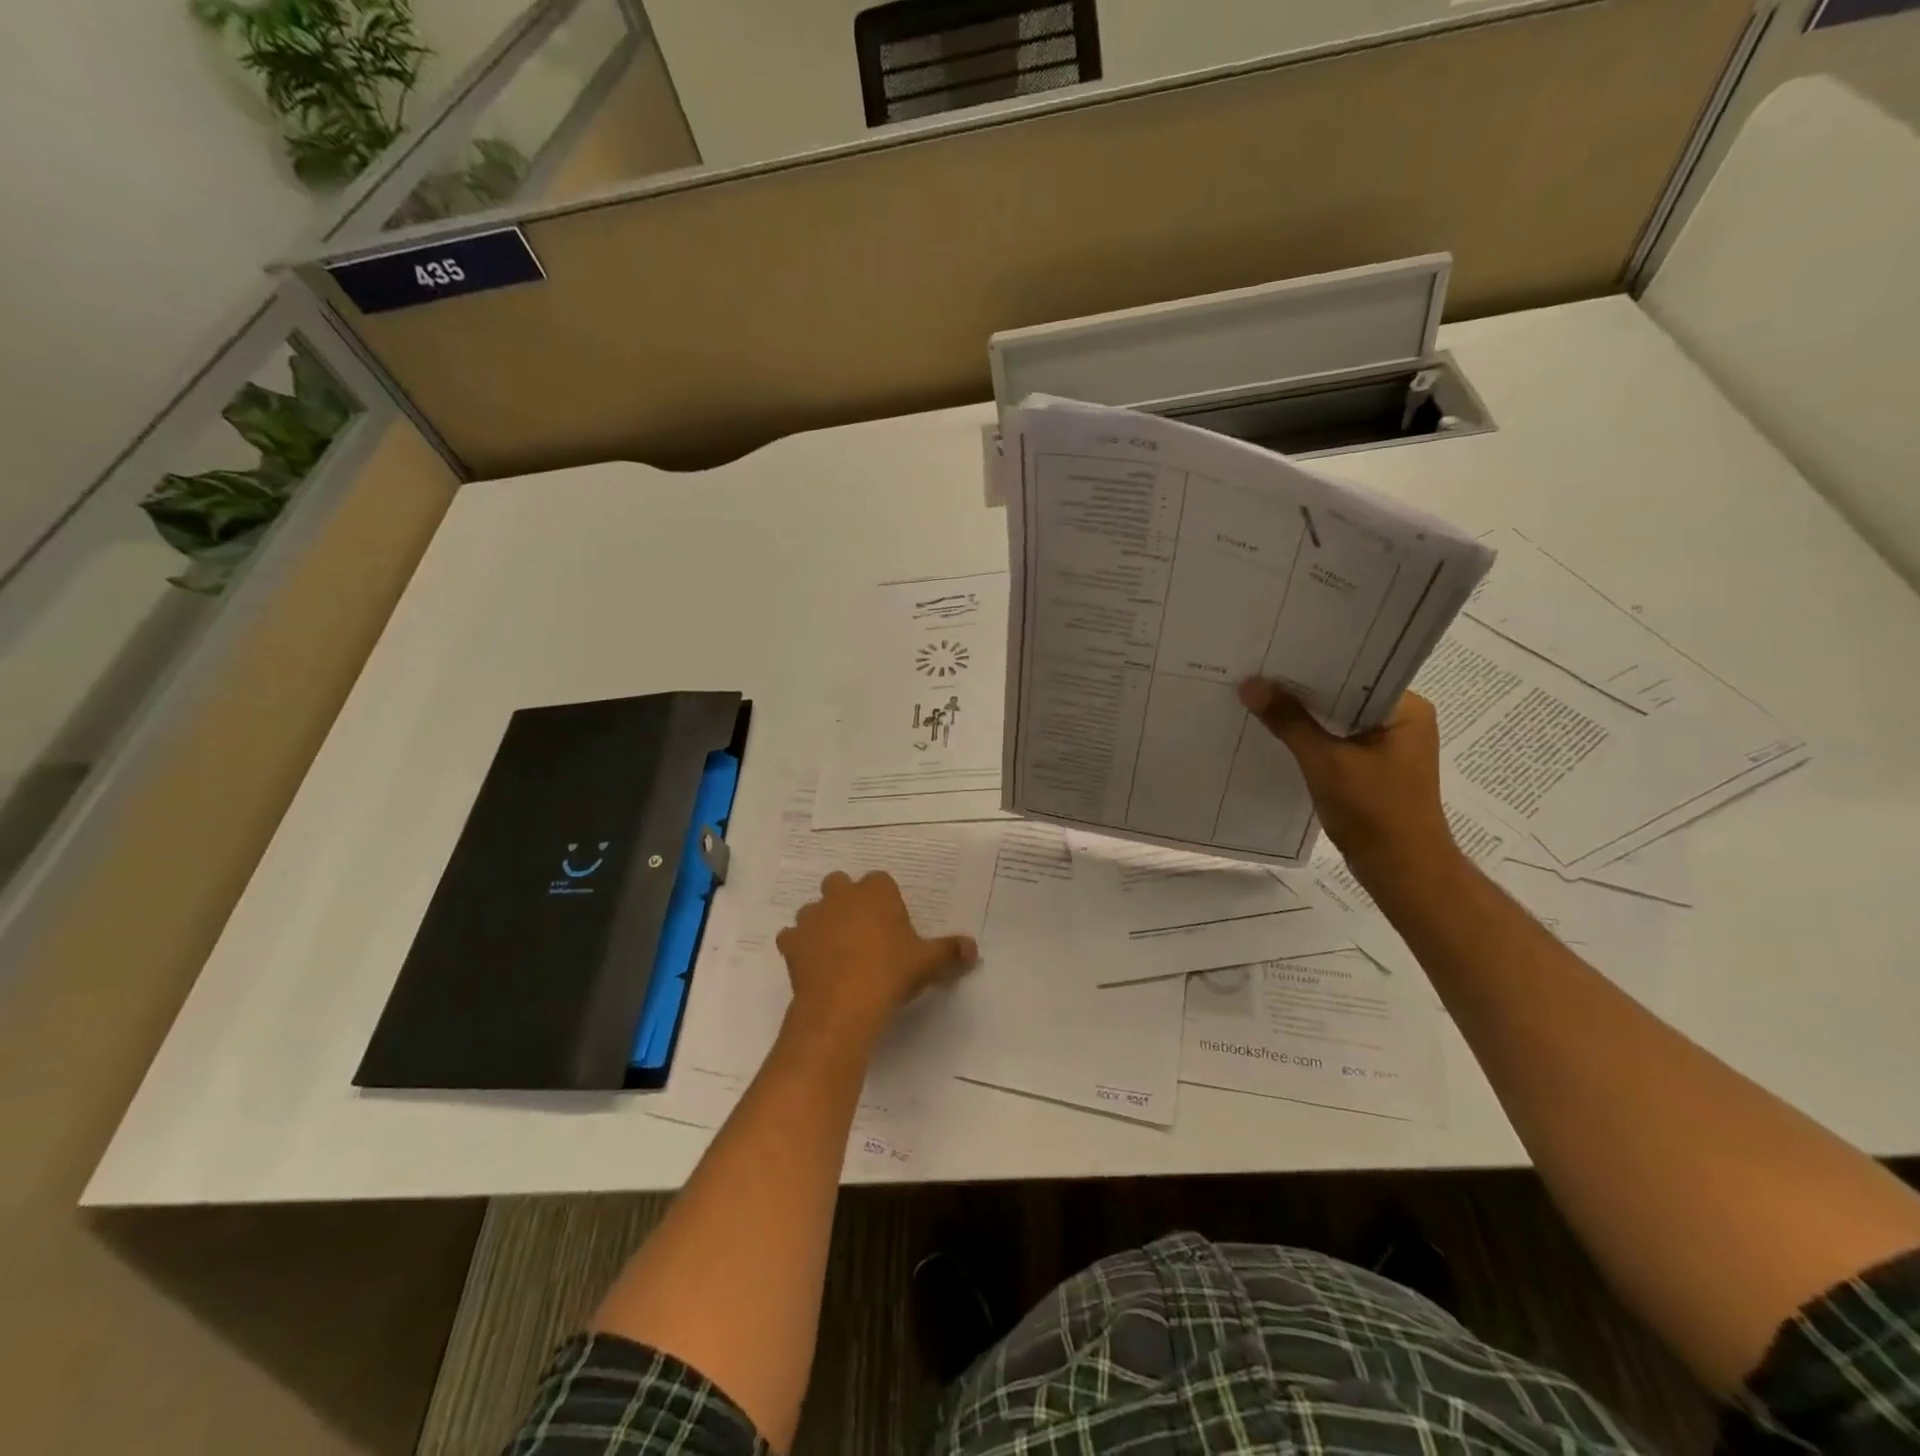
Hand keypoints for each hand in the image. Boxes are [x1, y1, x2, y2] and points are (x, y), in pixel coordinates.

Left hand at [774, 871, 976, 1048]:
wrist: (843, 1004)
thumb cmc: (891, 973)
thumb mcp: (929, 963)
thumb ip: (950, 952)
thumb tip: (973, 949)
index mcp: (876, 892)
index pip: (880, 880)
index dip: (884, 898)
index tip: (891, 921)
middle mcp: (841, 896)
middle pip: (839, 884)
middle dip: (846, 899)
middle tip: (861, 929)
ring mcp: (812, 918)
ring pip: (812, 909)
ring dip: (821, 922)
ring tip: (835, 949)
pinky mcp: (792, 943)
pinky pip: (792, 938)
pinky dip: (799, 947)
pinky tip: (811, 964)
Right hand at [1237, 680, 1456, 882]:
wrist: (1401, 870)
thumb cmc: (1373, 811)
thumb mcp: (1325, 762)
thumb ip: (1288, 721)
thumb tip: (1250, 685)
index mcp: (1407, 709)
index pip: (1357, 671)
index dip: (1314, 663)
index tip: (1275, 654)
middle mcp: (1403, 720)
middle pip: (1346, 694)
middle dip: (1304, 689)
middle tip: (1260, 672)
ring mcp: (1390, 746)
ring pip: (1340, 719)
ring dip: (1306, 715)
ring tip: (1262, 697)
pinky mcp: (1376, 768)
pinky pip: (1339, 741)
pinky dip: (1313, 738)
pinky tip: (1279, 733)